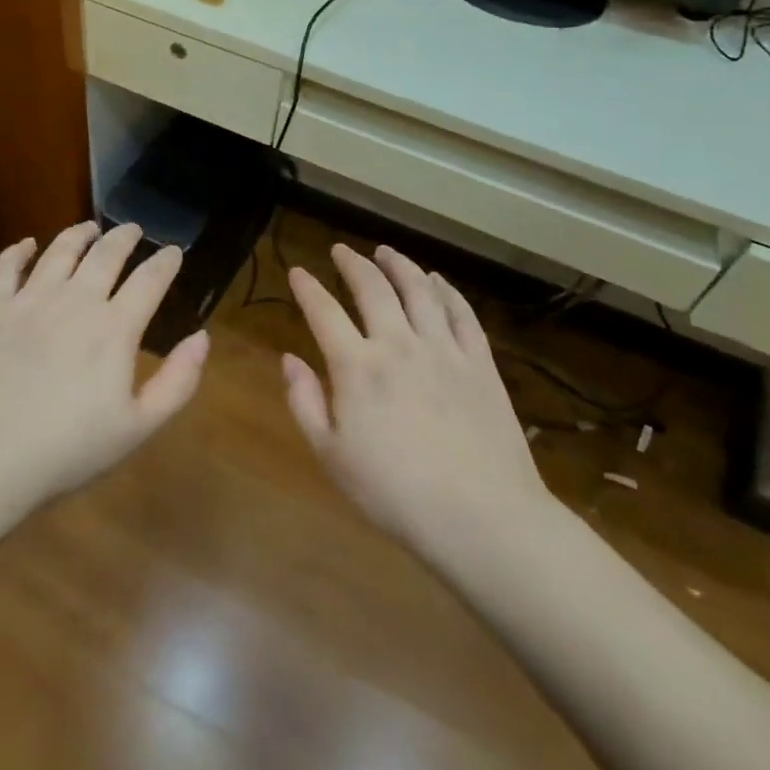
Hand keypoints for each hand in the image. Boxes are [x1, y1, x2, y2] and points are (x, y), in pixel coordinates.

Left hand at [0, 221, 209, 521]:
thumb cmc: (66, 451)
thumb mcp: (137, 428)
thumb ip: (177, 381)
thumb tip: (202, 337)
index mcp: (113, 328)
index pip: (149, 280)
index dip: (165, 262)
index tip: (173, 251)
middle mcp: (74, 301)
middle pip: (105, 254)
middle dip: (124, 237)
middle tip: (133, 229)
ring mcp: (28, 300)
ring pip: (59, 251)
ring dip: (78, 234)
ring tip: (88, 228)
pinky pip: (6, 267)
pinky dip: (20, 250)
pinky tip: (27, 245)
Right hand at [284, 243, 553, 565]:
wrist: (482, 519)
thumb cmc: (395, 494)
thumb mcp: (331, 456)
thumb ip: (304, 402)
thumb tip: (288, 359)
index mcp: (357, 367)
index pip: (324, 311)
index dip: (307, 287)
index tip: (297, 272)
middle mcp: (398, 344)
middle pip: (373, 287)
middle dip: (352, 263)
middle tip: (341, 250)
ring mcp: (443, 350)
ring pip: (419, 290)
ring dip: (399, 265)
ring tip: (386, 251)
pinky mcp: (480, 363)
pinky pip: (462, 313)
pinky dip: (447, 290)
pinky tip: (438, 281)